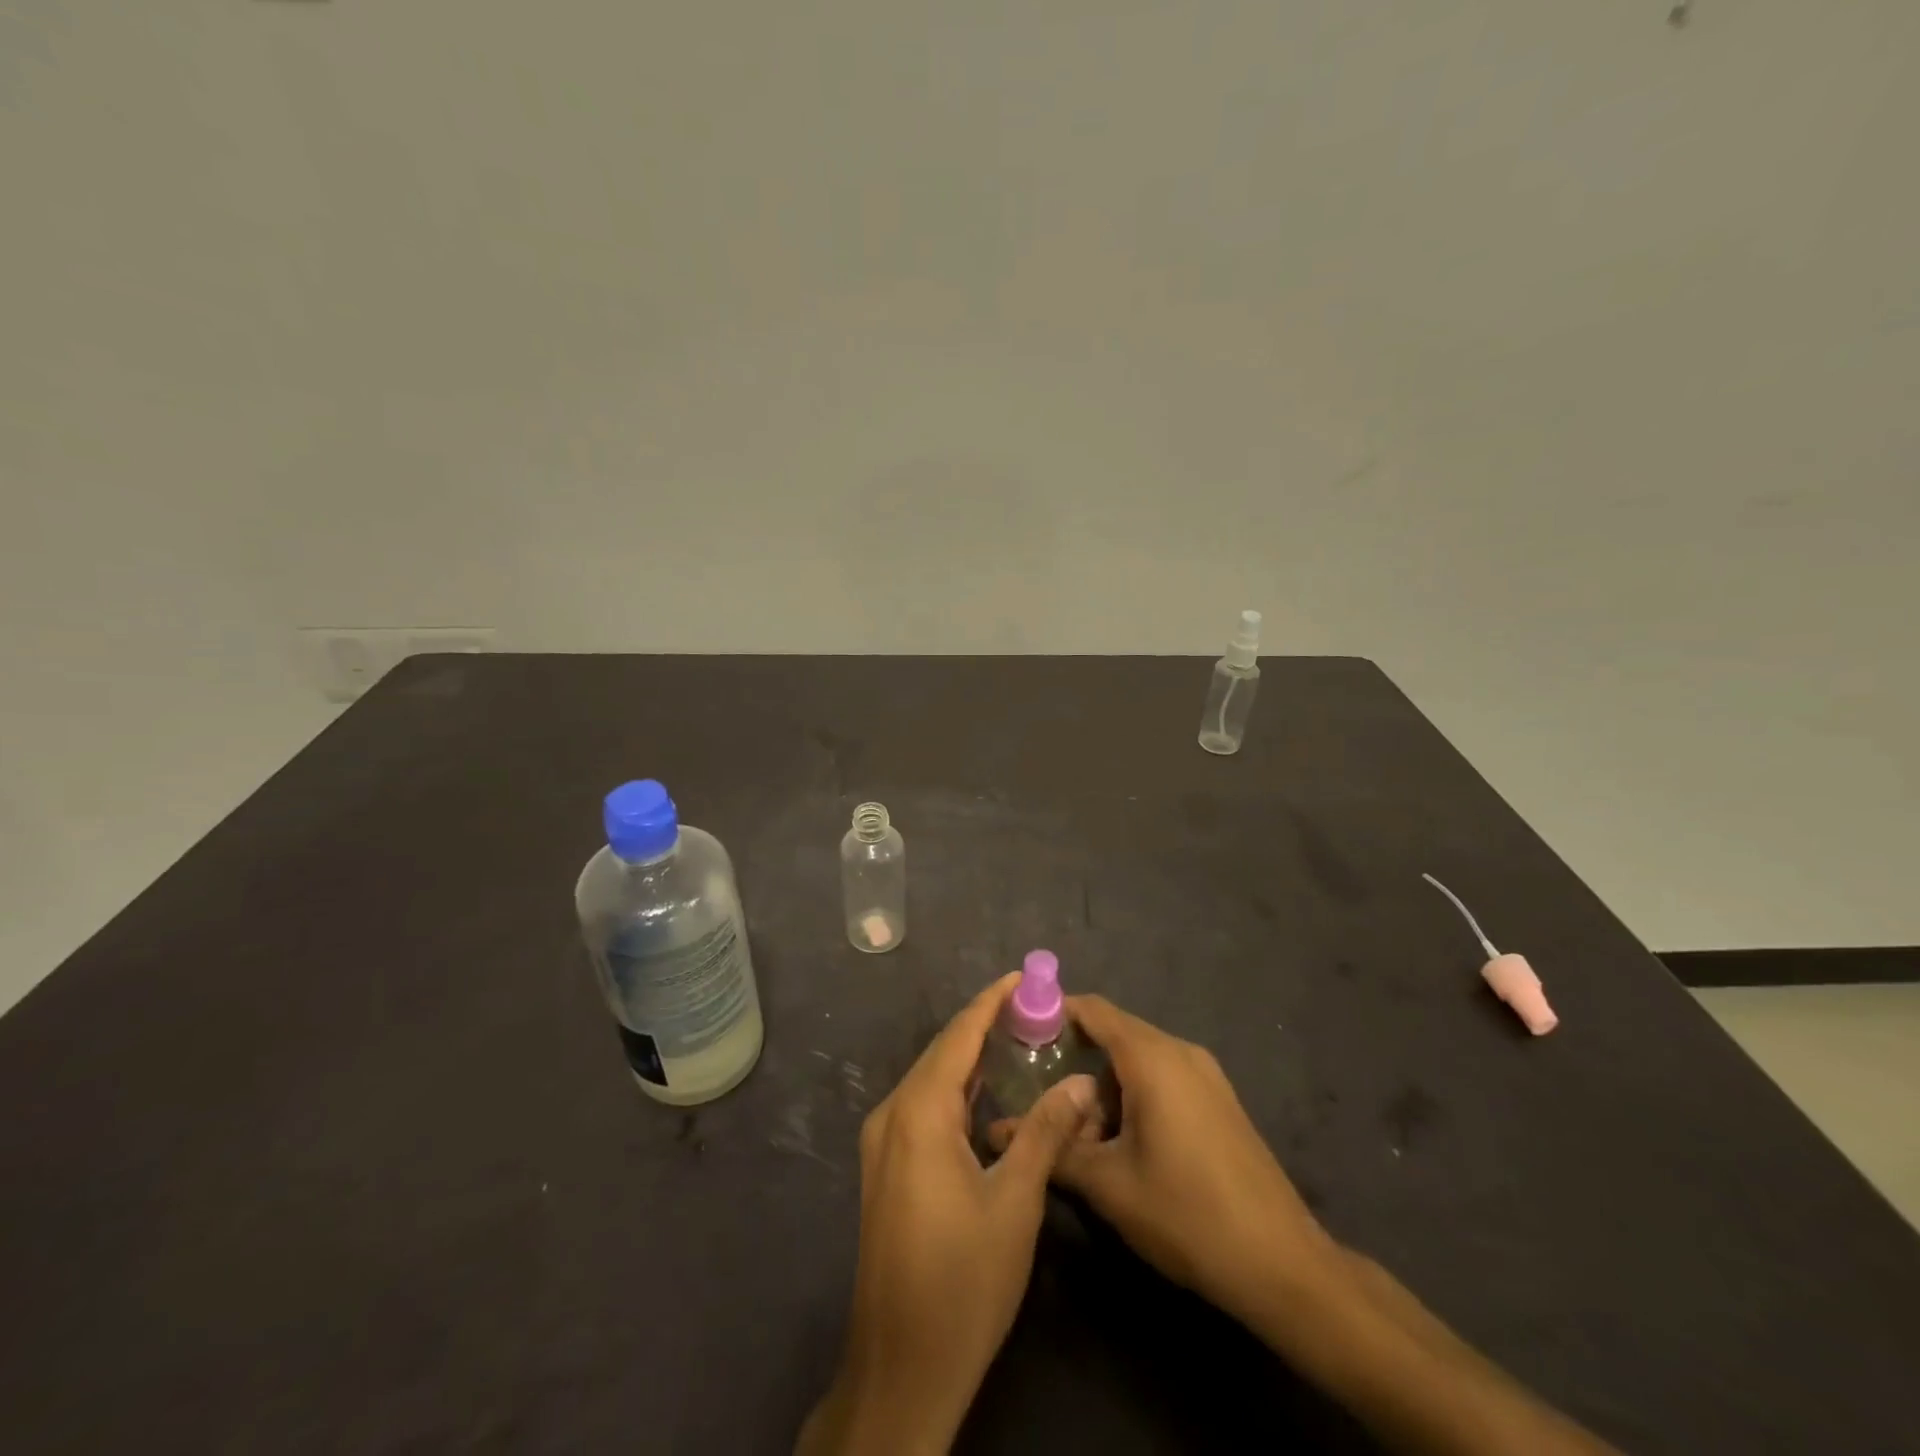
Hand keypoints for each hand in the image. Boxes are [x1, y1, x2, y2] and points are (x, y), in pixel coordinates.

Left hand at [797, 973, 1099, 1454]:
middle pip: (942, 1053)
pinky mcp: (887, 1167)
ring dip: (970, 1058)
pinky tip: (987, 1094)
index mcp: (918, 1113)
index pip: (958, 1036)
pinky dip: (957, 1091)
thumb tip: (1082, 1084)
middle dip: (984, 1026)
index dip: (990, 1002)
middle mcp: (892, 1115)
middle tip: (1032, 1009)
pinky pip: (925, 1108)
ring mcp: (884, 1143)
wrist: (901, 1367)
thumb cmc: (962, 1281)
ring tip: (1017, 1039)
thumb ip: (1046, 1132)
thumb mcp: (1015, 1202)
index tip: (1022, 977)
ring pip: (932, 1081)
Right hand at [1049, 995, 1340, 1330]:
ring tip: (1079, 1134)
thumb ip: (1052, 1149)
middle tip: (1038, 1093)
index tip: (1018, 1033)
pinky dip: (1133, 1096)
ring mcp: (1205, 1075)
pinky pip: (1163, 1078)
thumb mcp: (1108, 1185)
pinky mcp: (1218, 1101)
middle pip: (1114, 1034)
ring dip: (1104, 1086)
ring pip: (1138, 1060)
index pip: (1093, 1010)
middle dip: (1075, 1060)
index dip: (1054, 1013)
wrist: (1283, 1264)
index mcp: (1152, 1057)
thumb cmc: (1187, 1214)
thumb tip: (996, 1131)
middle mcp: (1180, 1052)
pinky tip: (1122, 1144)